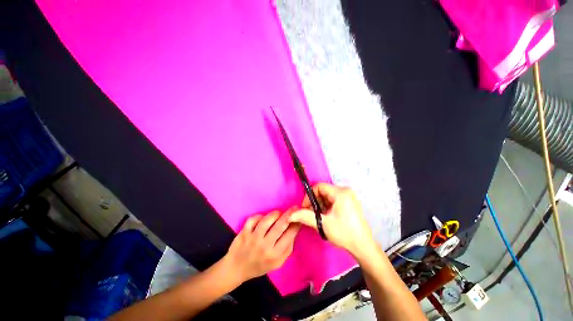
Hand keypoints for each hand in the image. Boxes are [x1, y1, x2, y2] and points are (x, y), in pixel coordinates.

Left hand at [224, 210, 300, 282]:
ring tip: (279, 213)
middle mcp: (265, 246)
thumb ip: (288, 248)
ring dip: (275, 214)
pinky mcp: (244, 233)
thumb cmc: (259, 266)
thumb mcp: (277, 263)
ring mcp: (253, 238)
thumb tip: (294, 230)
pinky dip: (259, 216)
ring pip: (267, 220)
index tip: (300, 216)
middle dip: (290, 214)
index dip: (296, 223)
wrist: (236, 269)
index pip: (290, 235)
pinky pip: (253, 219)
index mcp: (275, 255)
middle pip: (280, 225)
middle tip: (295, 207)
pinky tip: (263, 218)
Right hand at [289, 183, 375, 257]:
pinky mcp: (349, 202)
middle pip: (323, 191)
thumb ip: (305, 216)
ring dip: (320, 204)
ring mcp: (348, 196)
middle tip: (311, 213)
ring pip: (327, 195)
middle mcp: (345, 191)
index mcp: (341, 193)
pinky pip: (333, 199)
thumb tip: (290, 215)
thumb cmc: (344, 234)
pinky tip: (326, 216)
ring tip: (319, 217)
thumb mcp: (323, 224)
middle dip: (315, 201)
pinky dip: (327, 206)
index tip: (305, 207)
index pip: (319, 186)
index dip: (309, 196)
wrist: (363, 247)